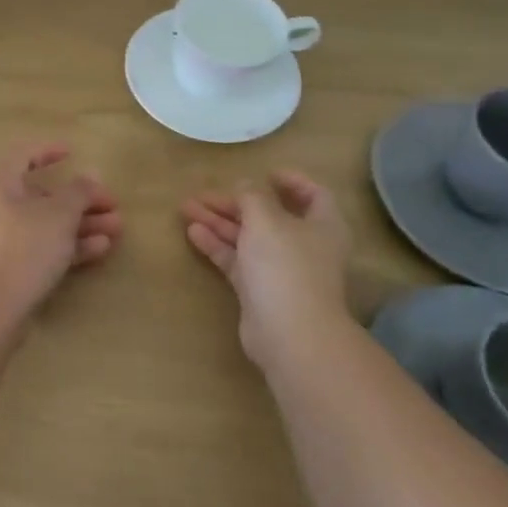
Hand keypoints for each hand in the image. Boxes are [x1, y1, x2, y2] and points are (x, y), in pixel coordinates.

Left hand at [0, 143, 121, 317]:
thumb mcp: (59, 214)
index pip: (22, 155)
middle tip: (113, 205)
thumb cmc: (24, 247)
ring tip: (117, 229)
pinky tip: (100, 250)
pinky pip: (43, 249)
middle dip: (80, 199)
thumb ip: (79, 191)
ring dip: (81, 224)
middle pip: (42, 196)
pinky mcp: (10, 270)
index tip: (73, 152)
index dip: (48, 150)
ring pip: (47, 225)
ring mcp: (2, 241)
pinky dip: (69, 246)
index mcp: (0, 184)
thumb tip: (90, 175)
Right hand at [181, 171, 352, 366]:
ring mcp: (281, 270)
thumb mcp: (266, 219)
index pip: (314, 195)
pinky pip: (237, 260)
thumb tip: (245, 184)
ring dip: (219, 221)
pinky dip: (217, 245)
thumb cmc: (285, 265)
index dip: (292, 181)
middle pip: (268, 216)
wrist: (289, 334)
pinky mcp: (260, 291)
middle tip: (202, 193)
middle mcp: (304, 245)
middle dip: (235, 203)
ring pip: (247, 238)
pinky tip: (192, 232)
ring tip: (186, 207)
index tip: (266, 173)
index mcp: (322, 225)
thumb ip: (252, 196)